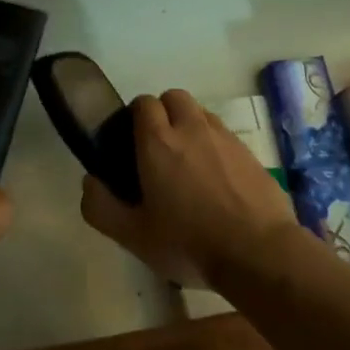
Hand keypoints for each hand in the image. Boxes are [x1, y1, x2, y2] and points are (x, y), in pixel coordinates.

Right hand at [79, 89, 300, 288]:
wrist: (259, 253)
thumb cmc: (189, 243)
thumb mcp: (134, 236)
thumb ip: (102, 207)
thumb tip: (90, 181)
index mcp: (158, 142)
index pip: (143, 103)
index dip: (135, 116)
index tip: (132, 142)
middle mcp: (191, 128)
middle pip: (173, 97)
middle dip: (164, 112)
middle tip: (160, 148)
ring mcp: (224, 137)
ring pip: (201, 112)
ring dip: (190, 125)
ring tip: (189, 161)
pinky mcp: (249, 152)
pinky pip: (225, 134)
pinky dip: (215, 144)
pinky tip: (217, 178)